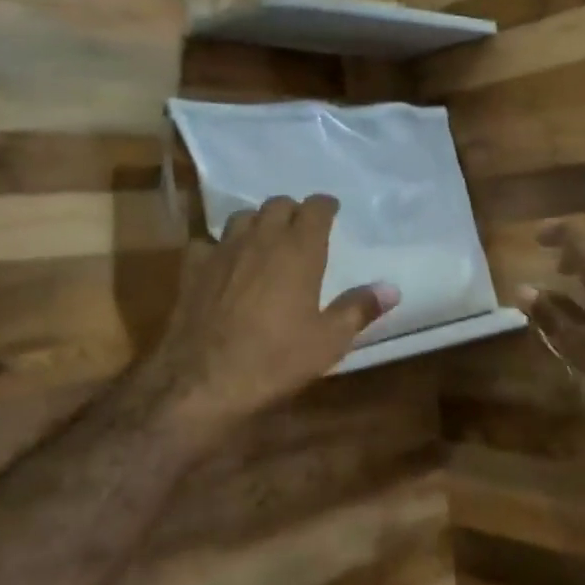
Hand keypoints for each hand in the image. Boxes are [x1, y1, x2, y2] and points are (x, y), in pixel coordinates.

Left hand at [155, 194, 397, 435]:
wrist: (203, 379)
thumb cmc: (275, 359)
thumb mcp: (328, 341)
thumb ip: (359, 308)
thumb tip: (391, 288)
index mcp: (299, 250)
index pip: (315, 208)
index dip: (325, 205)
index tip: (332, 210)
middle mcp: (261, 238)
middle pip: (277, 204)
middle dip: (292, 211)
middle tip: (301, 228)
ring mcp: (223, 250)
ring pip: (242, 216)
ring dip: (257, 221)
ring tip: (264, 240)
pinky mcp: (193, 267)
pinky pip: (207, 242)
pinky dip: (219, 246)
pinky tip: (222, 263)